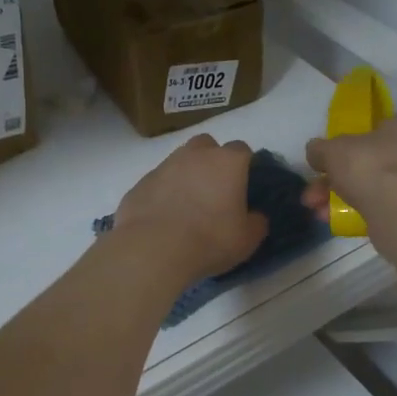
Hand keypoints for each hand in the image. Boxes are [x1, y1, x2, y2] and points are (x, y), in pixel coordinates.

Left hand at [112, 135, 268, 284]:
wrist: (153, 249)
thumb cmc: (209, 240)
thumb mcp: (247, 240)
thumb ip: (256, 223)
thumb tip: (256, 216)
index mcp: (227, 162)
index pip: (242, 150)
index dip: (244, 166)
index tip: (243, 186)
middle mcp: (195, 155)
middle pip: (207, 145)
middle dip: (212, 160)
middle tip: (214, 190)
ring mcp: (163, 166)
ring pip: (179, 161)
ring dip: (186, 175)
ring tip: (187, 206)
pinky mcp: (140, 183)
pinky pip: (157, 182)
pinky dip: (162, 193)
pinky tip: (163, 217)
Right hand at [302, 103, 396, 224]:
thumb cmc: (376, 167)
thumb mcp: (334, 151)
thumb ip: (321, 149)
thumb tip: (315, 152)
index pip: (390, 117)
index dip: (362, 132)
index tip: (340, 150)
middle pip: (377, 157)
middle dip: (340, 175)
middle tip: (315, 192)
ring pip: (380, 184)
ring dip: (346, 196)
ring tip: (318, 212)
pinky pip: (389, 206)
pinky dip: (365, 212)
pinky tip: (337, 223)